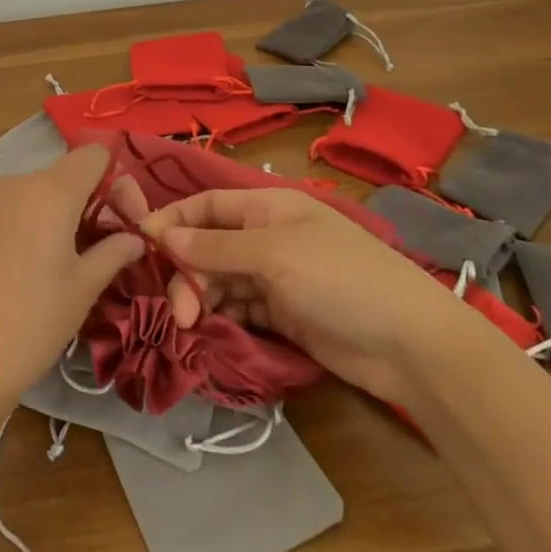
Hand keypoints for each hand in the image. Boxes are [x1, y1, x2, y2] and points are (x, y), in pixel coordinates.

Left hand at [0, 145, 144, 432]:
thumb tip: (135, 238)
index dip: (115, 180)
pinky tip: (22, 267)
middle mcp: (16, 182)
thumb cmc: (31, 323)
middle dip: (88, 201)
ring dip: (55, 213)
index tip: (123, 220)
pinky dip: (24, 223)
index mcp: (51, 191)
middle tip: (98, 247)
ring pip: (33, 191)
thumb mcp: (82, 289)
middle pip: (64, 174)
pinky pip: (6, 207)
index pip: (94, 155)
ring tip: (60, 262)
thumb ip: (113, 253)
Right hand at [142, 185, 471, 402]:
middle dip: (187, 271)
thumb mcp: (274, 254)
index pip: (208, 206)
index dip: (174, 220)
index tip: (141, 243)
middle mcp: (268, 238)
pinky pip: (240, 309)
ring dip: (201, 297)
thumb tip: (164, 235)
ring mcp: (277, 278)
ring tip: (191, 325)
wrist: (409, 345)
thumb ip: (216, 247)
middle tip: (178, 309)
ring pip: (221, 280)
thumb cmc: (339, 278)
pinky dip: (221, 317)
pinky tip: (210, 332)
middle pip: (210, 246)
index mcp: (268, 208)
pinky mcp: (284, 315)